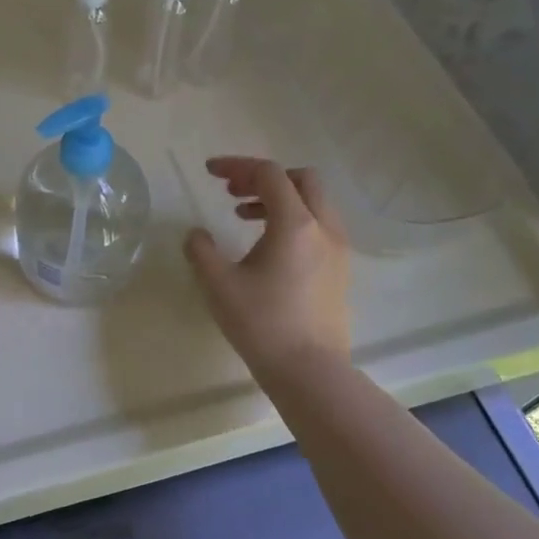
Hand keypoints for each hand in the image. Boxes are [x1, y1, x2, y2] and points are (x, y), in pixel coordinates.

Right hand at [184, 157, 351, 379]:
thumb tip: (197, 235)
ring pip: (314, 203)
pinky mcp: (341, 270)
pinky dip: (294, 220)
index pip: (269, 174)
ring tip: (244, 218)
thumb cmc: (262, 324)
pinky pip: (320, 226)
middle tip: (233, 193)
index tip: (210, 173)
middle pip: (300, 179)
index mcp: (295, 223)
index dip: (236, 166)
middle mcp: (324, 228)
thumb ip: (202, 250)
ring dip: (280, 199)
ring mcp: (338, 249)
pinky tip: (269, 247)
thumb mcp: (219, 285)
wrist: (310, 372)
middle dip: (264, 177)